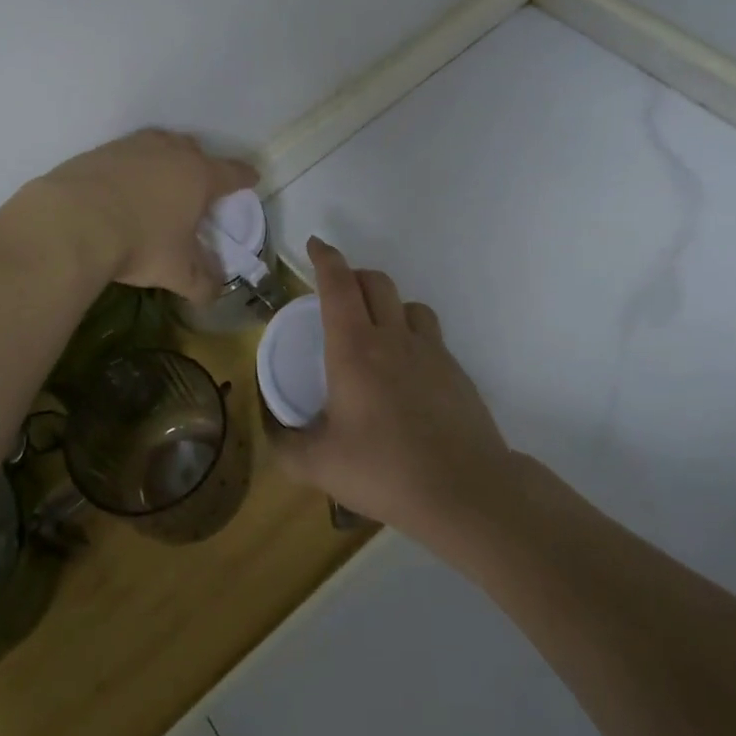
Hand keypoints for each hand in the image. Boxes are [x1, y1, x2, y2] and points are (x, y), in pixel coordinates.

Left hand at [29, 130, 258, 302]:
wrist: (71, 222)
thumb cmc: (139, 243)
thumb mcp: (176, 271)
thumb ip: (201, 282)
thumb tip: (214, 294)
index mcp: (199, 176)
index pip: (232, 172)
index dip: (244, 177)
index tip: (252, 178)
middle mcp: (170, 152)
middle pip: (194, 150)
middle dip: (201, 164)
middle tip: (199, 185)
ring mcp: (132, 147)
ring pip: (159, 145)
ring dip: (164, 159)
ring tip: (159, 181)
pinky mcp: (99, 151)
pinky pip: (125, 154)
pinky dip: (130, 167)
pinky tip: (120, 188)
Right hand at [270, 237, 511, 539]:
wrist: (464, 491)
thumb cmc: (384, 470)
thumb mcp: (319, 465)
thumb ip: (286, 445)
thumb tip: (271, 429)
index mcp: (354, 348)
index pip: (338, 285)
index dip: (325, 258)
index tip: (315, 244)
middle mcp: (393, 338)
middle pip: (375, 281)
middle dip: (353, 275)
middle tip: (337, 293)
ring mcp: (430, 352)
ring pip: (408, 303)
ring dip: (387, 302)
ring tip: (375, 327)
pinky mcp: (455, 371)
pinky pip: (430, 334)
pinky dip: (412, 333)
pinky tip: (406, 370)